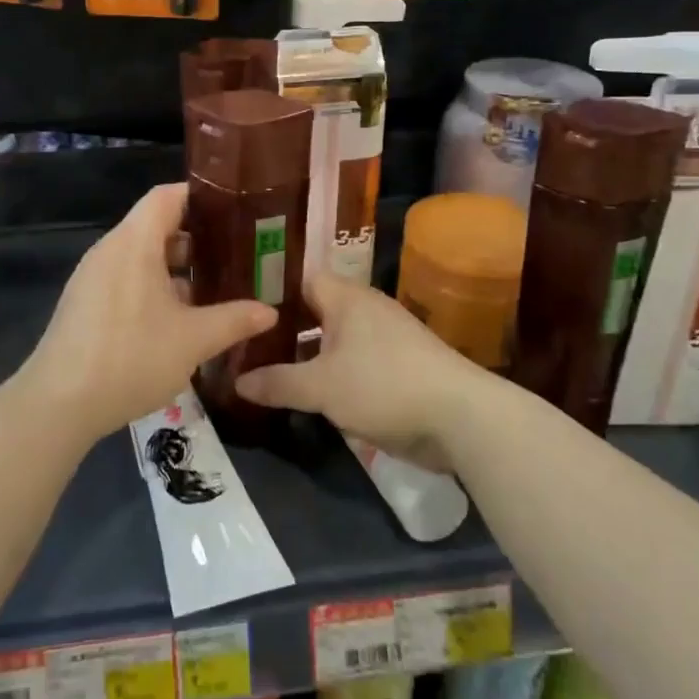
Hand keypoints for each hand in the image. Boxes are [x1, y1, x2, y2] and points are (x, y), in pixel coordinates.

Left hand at [18, 184, 275, 446]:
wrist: (59, 404)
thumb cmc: (130, 357)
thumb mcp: (193, 340)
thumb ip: (234, 320)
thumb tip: (269, 311)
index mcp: (134, 242)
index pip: (167, 196)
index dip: (201, 197)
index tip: (236, 211)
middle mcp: (110, 250)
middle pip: (156, 225)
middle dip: (197, 238)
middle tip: (236, 255)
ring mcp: (93, 277)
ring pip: (141, 256)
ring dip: (176, 268)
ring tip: (214, 288)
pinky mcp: (85, 303)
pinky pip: (126, 279)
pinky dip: (154, 286)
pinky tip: (178, 319)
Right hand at [234, 272, 483, 470]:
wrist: (461, 418)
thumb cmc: (384, 385)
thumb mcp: (321, 388)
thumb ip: (278, 382)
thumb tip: (237, 381)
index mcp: (347, 298)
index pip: (302, 279)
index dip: (273, 292)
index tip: (243, 310)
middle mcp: (367, 309)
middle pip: (317, 311)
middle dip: (286, 329)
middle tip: (247, 346)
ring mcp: (386, 338)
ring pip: (336, 340)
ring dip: (310, 355)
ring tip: (271, 372)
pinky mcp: (399, 367)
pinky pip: (354, 362)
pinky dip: (332, 373)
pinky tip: (311, 393)